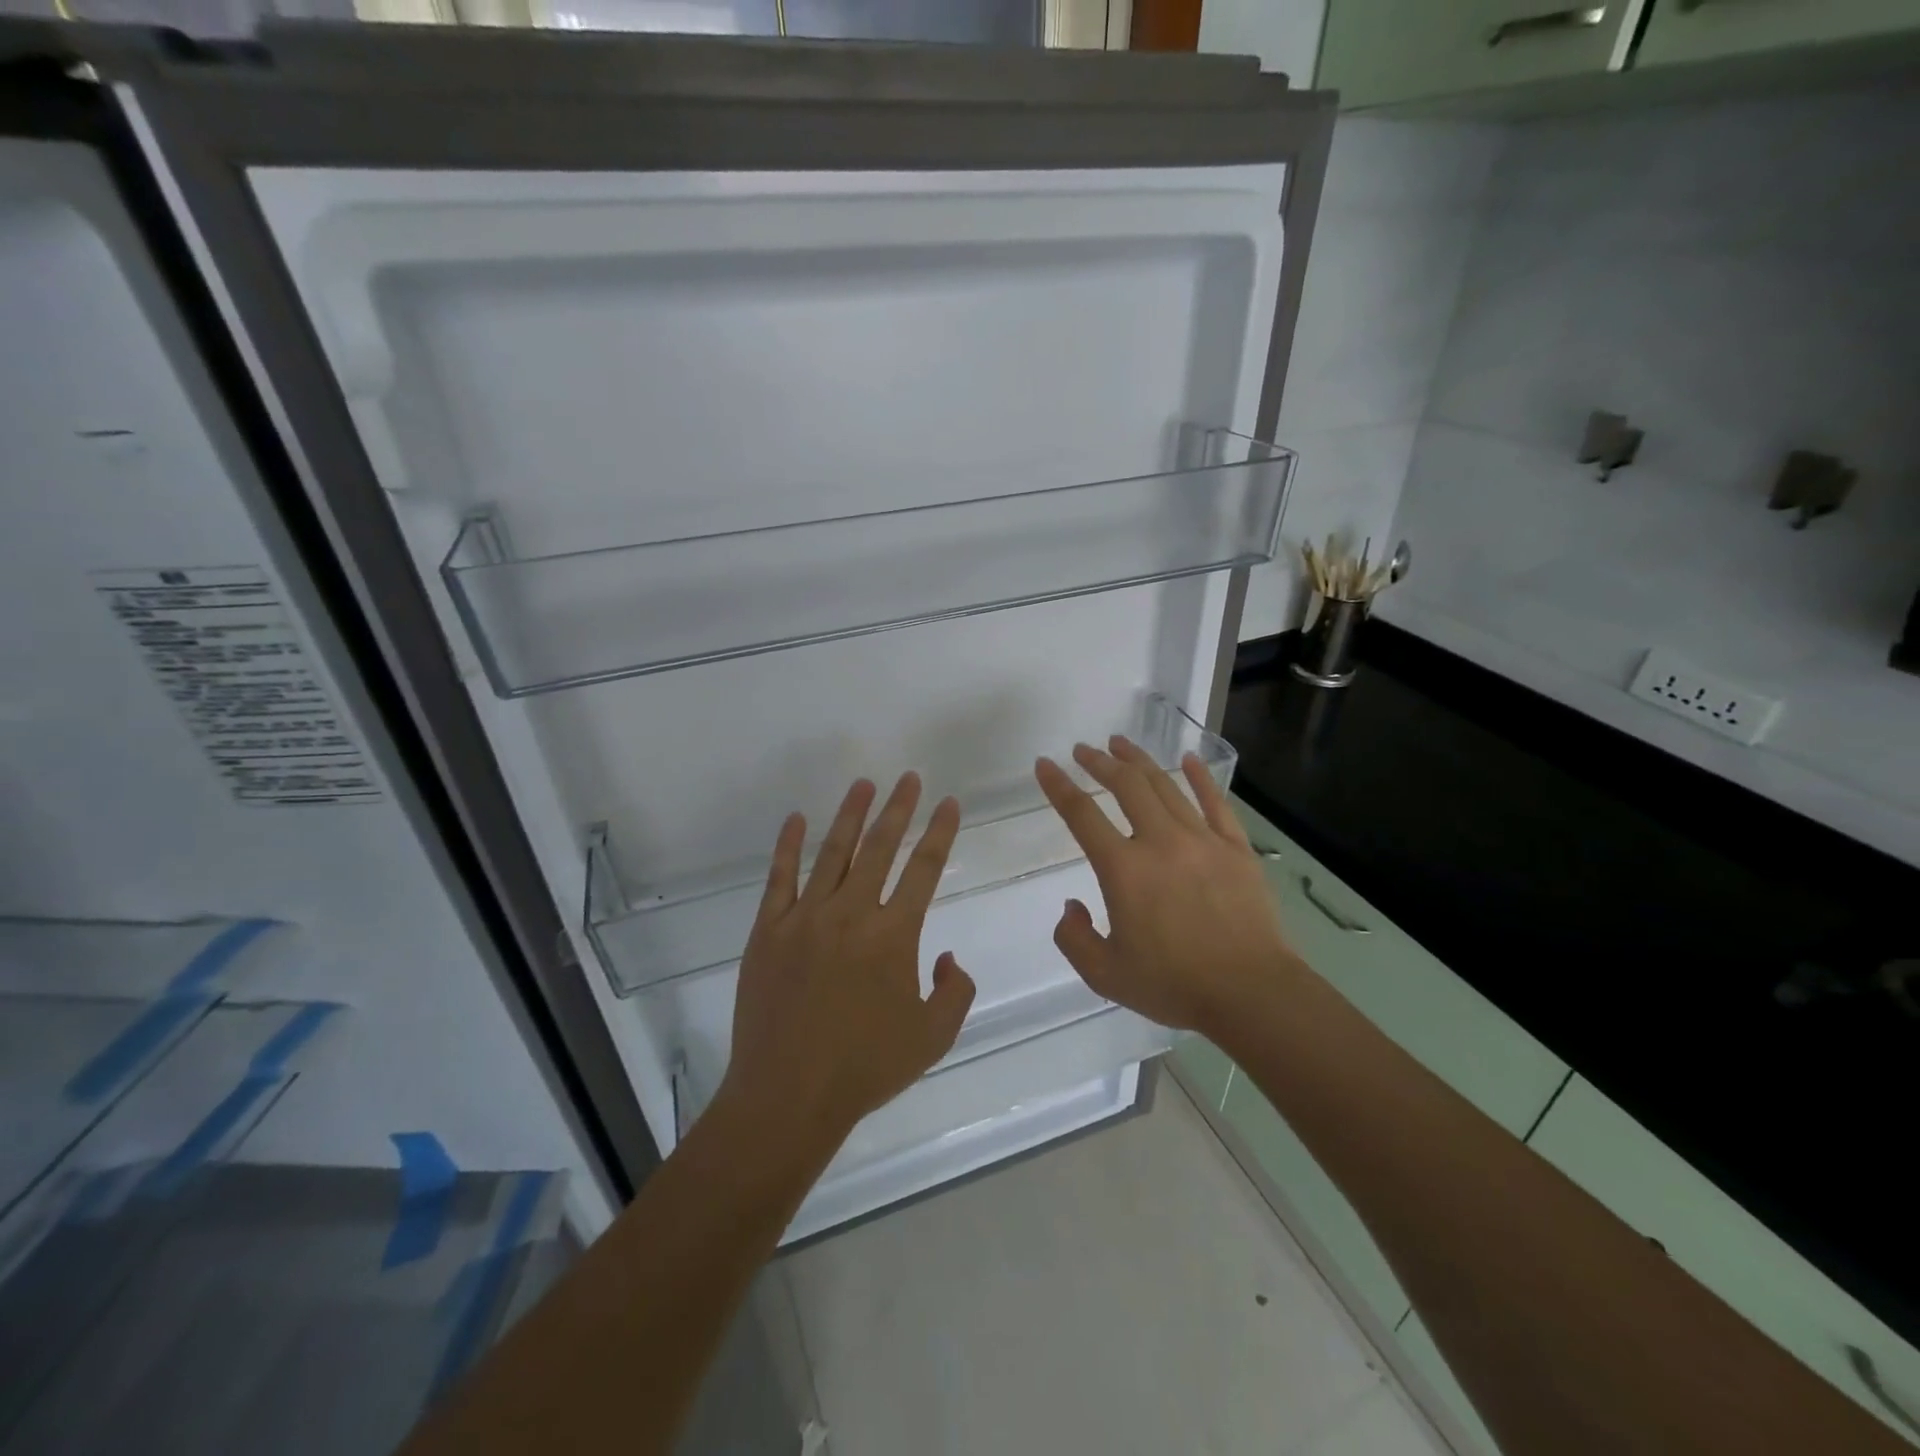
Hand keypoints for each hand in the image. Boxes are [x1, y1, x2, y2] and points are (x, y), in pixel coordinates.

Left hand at [717, 773, 976, 1159]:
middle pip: (880, 847)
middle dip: (899, 808)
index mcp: (893, 935)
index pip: (924, 869)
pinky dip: (788, 845)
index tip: (949, 803)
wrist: (787, 1096)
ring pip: (833, 852)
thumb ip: (954, 991)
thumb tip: (948, 957)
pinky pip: (779, 877)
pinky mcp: (768, 930)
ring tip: (864, 784)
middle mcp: (851, 914)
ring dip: (851, 815)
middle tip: (909, 778)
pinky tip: (796, 819)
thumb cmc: (864, 1069)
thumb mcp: (932, 1038)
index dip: (940, 832)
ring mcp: (805, 918)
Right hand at [1034, 738, 1300, 1035]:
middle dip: (1100, 762)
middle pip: (1126, 786)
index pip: (1082, 815)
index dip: (1058, 786)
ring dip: (1139, 761)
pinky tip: (1189, 759)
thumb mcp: (1105, 975)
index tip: (1045, 765)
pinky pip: (1215, 802)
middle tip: (1084, 749)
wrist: (1251, 993)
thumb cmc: (1175, 985)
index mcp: (1124, 870)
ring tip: (1121, 744)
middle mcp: (1160, 842)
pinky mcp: (1236, 848)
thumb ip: (1074, 938)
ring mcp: (1202, 840)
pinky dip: (1199, 777)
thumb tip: (1072, 905)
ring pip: (1166, 786)